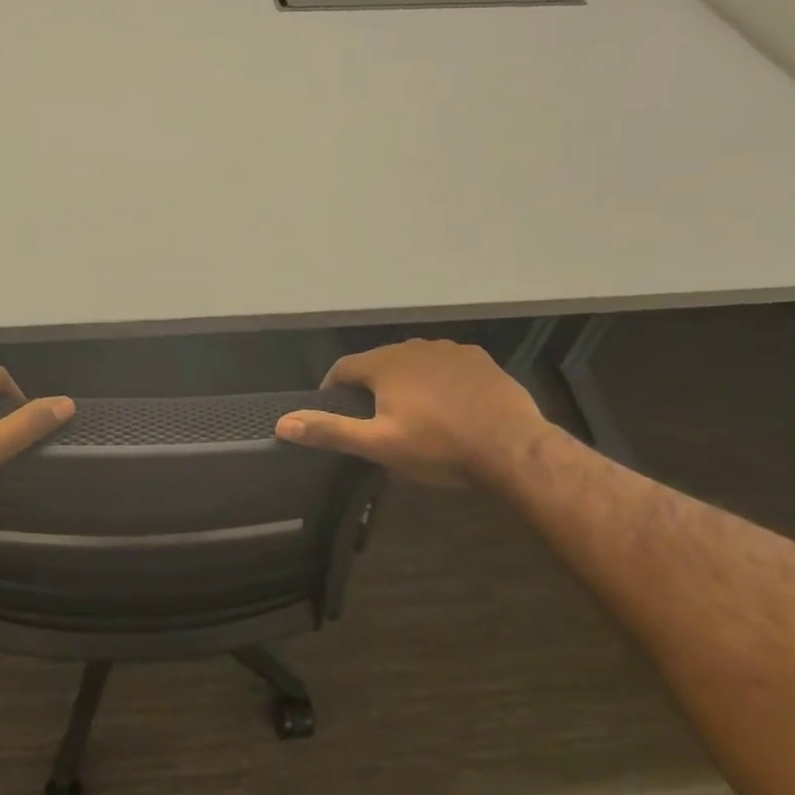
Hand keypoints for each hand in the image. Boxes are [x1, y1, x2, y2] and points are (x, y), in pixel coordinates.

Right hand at [275, 338, 550, 486]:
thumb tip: (281, 423)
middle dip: (370, 387)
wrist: (513, 448)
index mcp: (384, 364)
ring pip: (412, 362)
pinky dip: (437, 380)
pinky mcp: (478, 359)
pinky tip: (447, 405)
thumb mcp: (378, 445)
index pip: (342, 368)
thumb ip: (330, 431)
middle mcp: (413, 346)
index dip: (332, 390)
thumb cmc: (439, 447)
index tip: (334, 413)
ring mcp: (449, 350)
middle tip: (374, 420)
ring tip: (411, 414)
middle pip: (378, 363)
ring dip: (404, 381)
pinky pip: (444, 365)